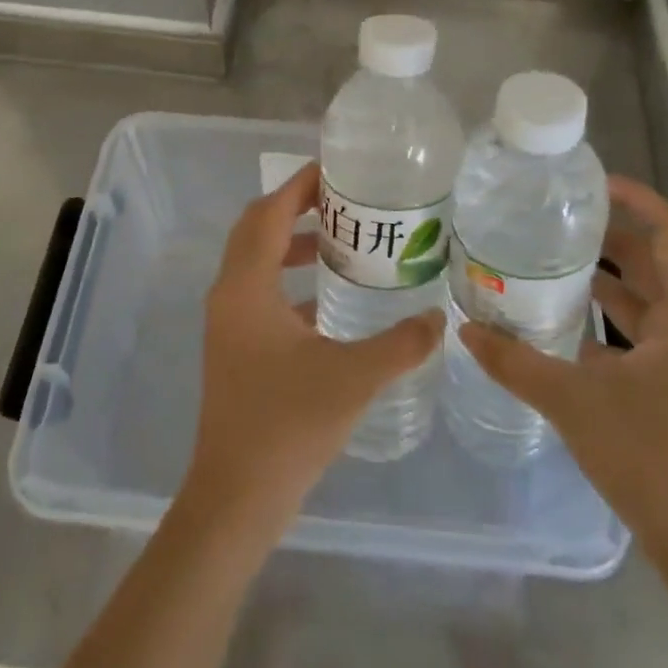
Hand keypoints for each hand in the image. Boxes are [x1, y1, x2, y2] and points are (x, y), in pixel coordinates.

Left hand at [185, 161, 439, 532]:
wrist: (235, 499)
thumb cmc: (287, 427)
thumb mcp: (352, 379)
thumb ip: (400, 344)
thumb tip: (440, 318)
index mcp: (246, 288)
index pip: (268, 213)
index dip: (298, 186)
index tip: (333, 168)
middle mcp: (229, 295)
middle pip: (256, 229)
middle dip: (295, 208)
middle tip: (343, 201)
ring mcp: (228, 323)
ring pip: (256, 261)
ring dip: (291, 244)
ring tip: (341, 244)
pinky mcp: (234, 348)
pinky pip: (260, 293)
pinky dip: (289, 281)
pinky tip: (328, 301)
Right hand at [457, 176, 667, 575]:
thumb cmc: (654, 461)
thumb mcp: (575, 404)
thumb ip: (516, 363)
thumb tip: (464, 329)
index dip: (636, 199)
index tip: (589, 184)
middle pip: (655, 259)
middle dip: (608, 235)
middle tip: (552, 218)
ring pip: (647, 296)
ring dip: (605, 275)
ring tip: (548, 257)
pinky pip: (642, 329)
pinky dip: (607, 315)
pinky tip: (561, 318)